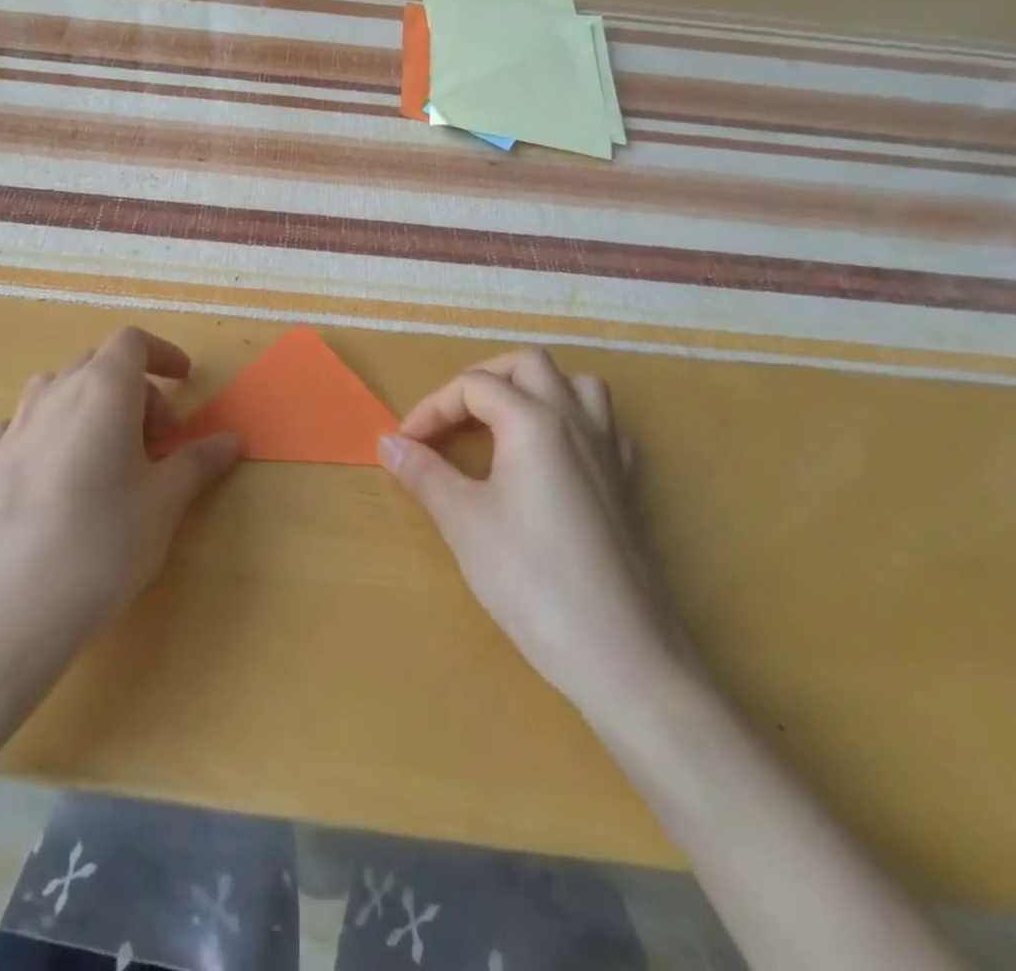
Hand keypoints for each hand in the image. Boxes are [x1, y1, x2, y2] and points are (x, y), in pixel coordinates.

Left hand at [0, 328, 240, 667]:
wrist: (12, 606)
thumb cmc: (104, 542)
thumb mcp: (165, 501)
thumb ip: (199, 461)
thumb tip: (231, 440)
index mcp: (104, 389)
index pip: (133, 342)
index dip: (163, 354)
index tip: (186, 380)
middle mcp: (56, 394)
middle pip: (99, 364)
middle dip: (136, 390)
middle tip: (158, 442)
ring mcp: (15, 426)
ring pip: (57, 389)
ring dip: (90, 405)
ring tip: (108, 453)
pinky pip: (19, 425)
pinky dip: (45, 431)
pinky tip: (53, 468)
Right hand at [378, 347, 692, 738]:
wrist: (619, 652)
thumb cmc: (531, 579)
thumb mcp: (464, 522)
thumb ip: (424, 472)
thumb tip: (388, 442)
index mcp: (535, 421)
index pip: (474, 385)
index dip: (432, 408)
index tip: (407, 444)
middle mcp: (577, 420)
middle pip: (529, 364)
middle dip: (483, 379)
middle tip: (452, 419)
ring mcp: (610, 450)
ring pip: (577, 384)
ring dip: (536, 390)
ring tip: (503, 424)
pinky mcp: (627, 483)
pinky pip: (603, 426)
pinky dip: (573, 423)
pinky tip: (553, 458)